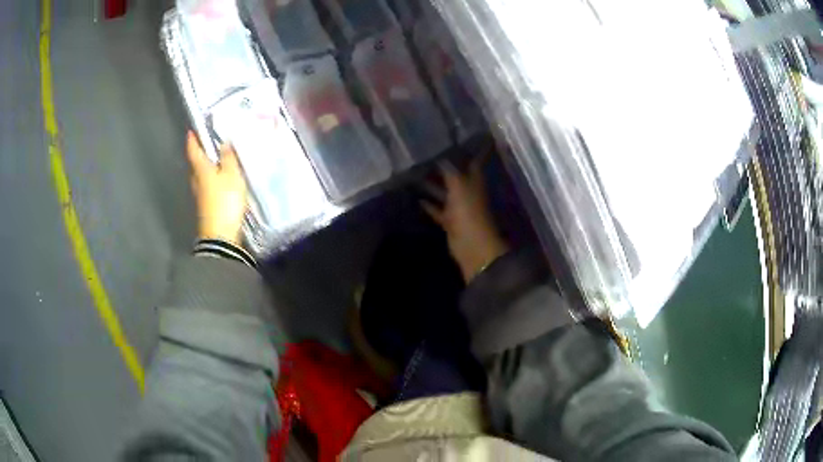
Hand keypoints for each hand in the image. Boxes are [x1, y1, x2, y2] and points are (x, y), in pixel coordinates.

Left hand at [186, 131, 247, 245]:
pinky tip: (219, 181)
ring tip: (216, 161)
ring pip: (200, 176)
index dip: (192, 140)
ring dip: (206, 168)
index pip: (194, 151)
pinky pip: (206, 186)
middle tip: (208, 145)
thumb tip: (224, 143)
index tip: (190, 131)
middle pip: (195, 164)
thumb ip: (228, 158)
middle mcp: (196, 180)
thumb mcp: (232, 175)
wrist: (220, 235)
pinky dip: (211, 180)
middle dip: (200, 154)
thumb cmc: (225, 200)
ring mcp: (200, 195)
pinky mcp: (205, 206)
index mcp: (201, 169)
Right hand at [423, 160, 508, 282]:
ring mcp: (458, 206)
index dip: (470, 148)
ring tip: (414, 173)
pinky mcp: (450, 221)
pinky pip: (437, 210)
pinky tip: (416, 199)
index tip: (461, 136)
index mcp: (474, 180)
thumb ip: (449, 169)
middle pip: (454, 174)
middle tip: (426, 152)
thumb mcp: (458, 184)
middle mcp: (467, 190)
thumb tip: (440, 155)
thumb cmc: (468, 211)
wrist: (472, 245)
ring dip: (431, 185)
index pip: (473, 159)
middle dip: (443, 165)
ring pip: (444, 191)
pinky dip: (429, 205)